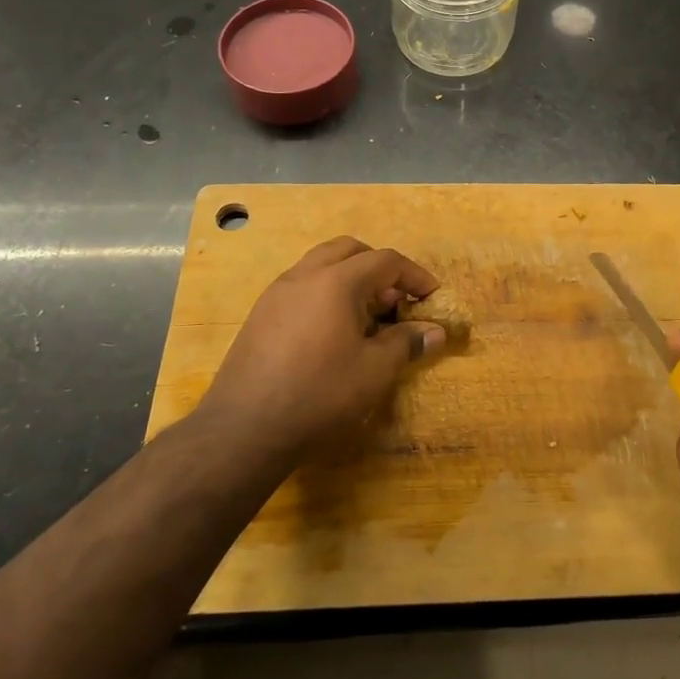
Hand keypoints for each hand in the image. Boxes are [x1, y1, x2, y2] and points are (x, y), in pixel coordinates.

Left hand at [200, 237, 449, 461]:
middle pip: (350, 250)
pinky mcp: (260, 314)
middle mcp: (304, 275)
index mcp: (336, 281)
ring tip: (366, 316)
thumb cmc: (319, 394)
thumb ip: (406, 343)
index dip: (414, 275)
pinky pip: (302, 286)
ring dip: (350, 278)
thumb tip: (435, 332)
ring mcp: (277, 292)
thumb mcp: (374, 371)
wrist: (244, 428)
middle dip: (379, 267)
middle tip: (396, 299)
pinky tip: (332, 332)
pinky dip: (325, 293)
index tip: (431, 296)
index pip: (385, 260)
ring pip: (321, 265)